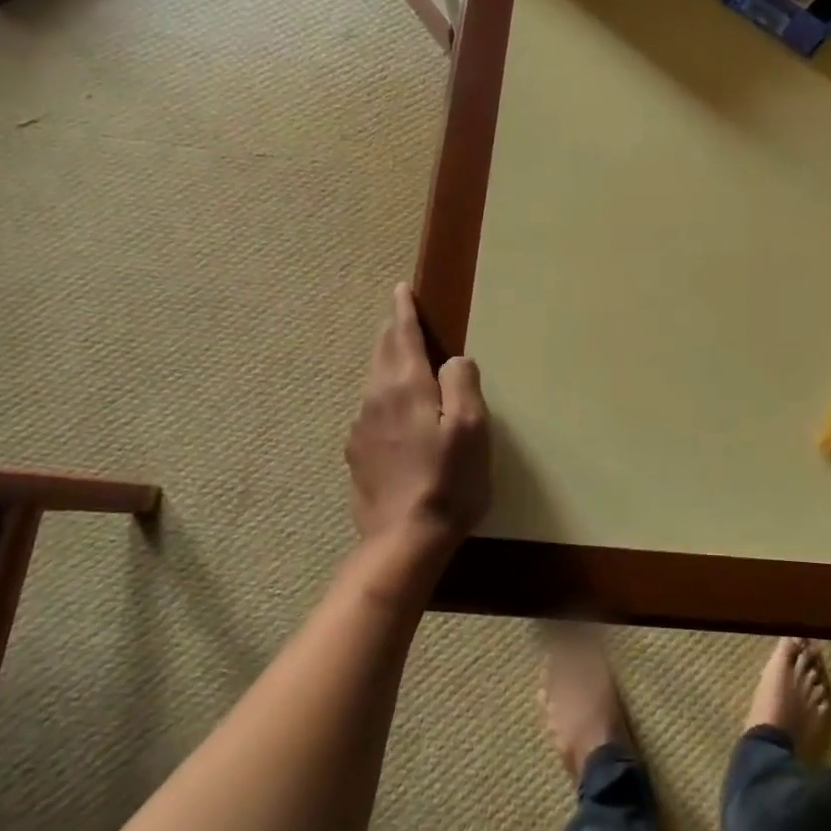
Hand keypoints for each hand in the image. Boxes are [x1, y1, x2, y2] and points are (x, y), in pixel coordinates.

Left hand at [345, 284, 490, 560]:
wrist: (402, 542)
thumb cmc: (448, 481)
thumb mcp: (472, 428)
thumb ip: (463, 383)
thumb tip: (454, 360)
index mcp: (406, 386)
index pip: (402, 335)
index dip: (404, 310)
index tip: (401, 289)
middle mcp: (376, 399)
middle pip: (382, 353)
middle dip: (393, 331)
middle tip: (403, 317)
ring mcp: (361, 429)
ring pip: (374, 381)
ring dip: (388, 363)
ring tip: (402, 359)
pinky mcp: (357, 455)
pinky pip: (371, 410)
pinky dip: (384, 396)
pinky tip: (397, 413)